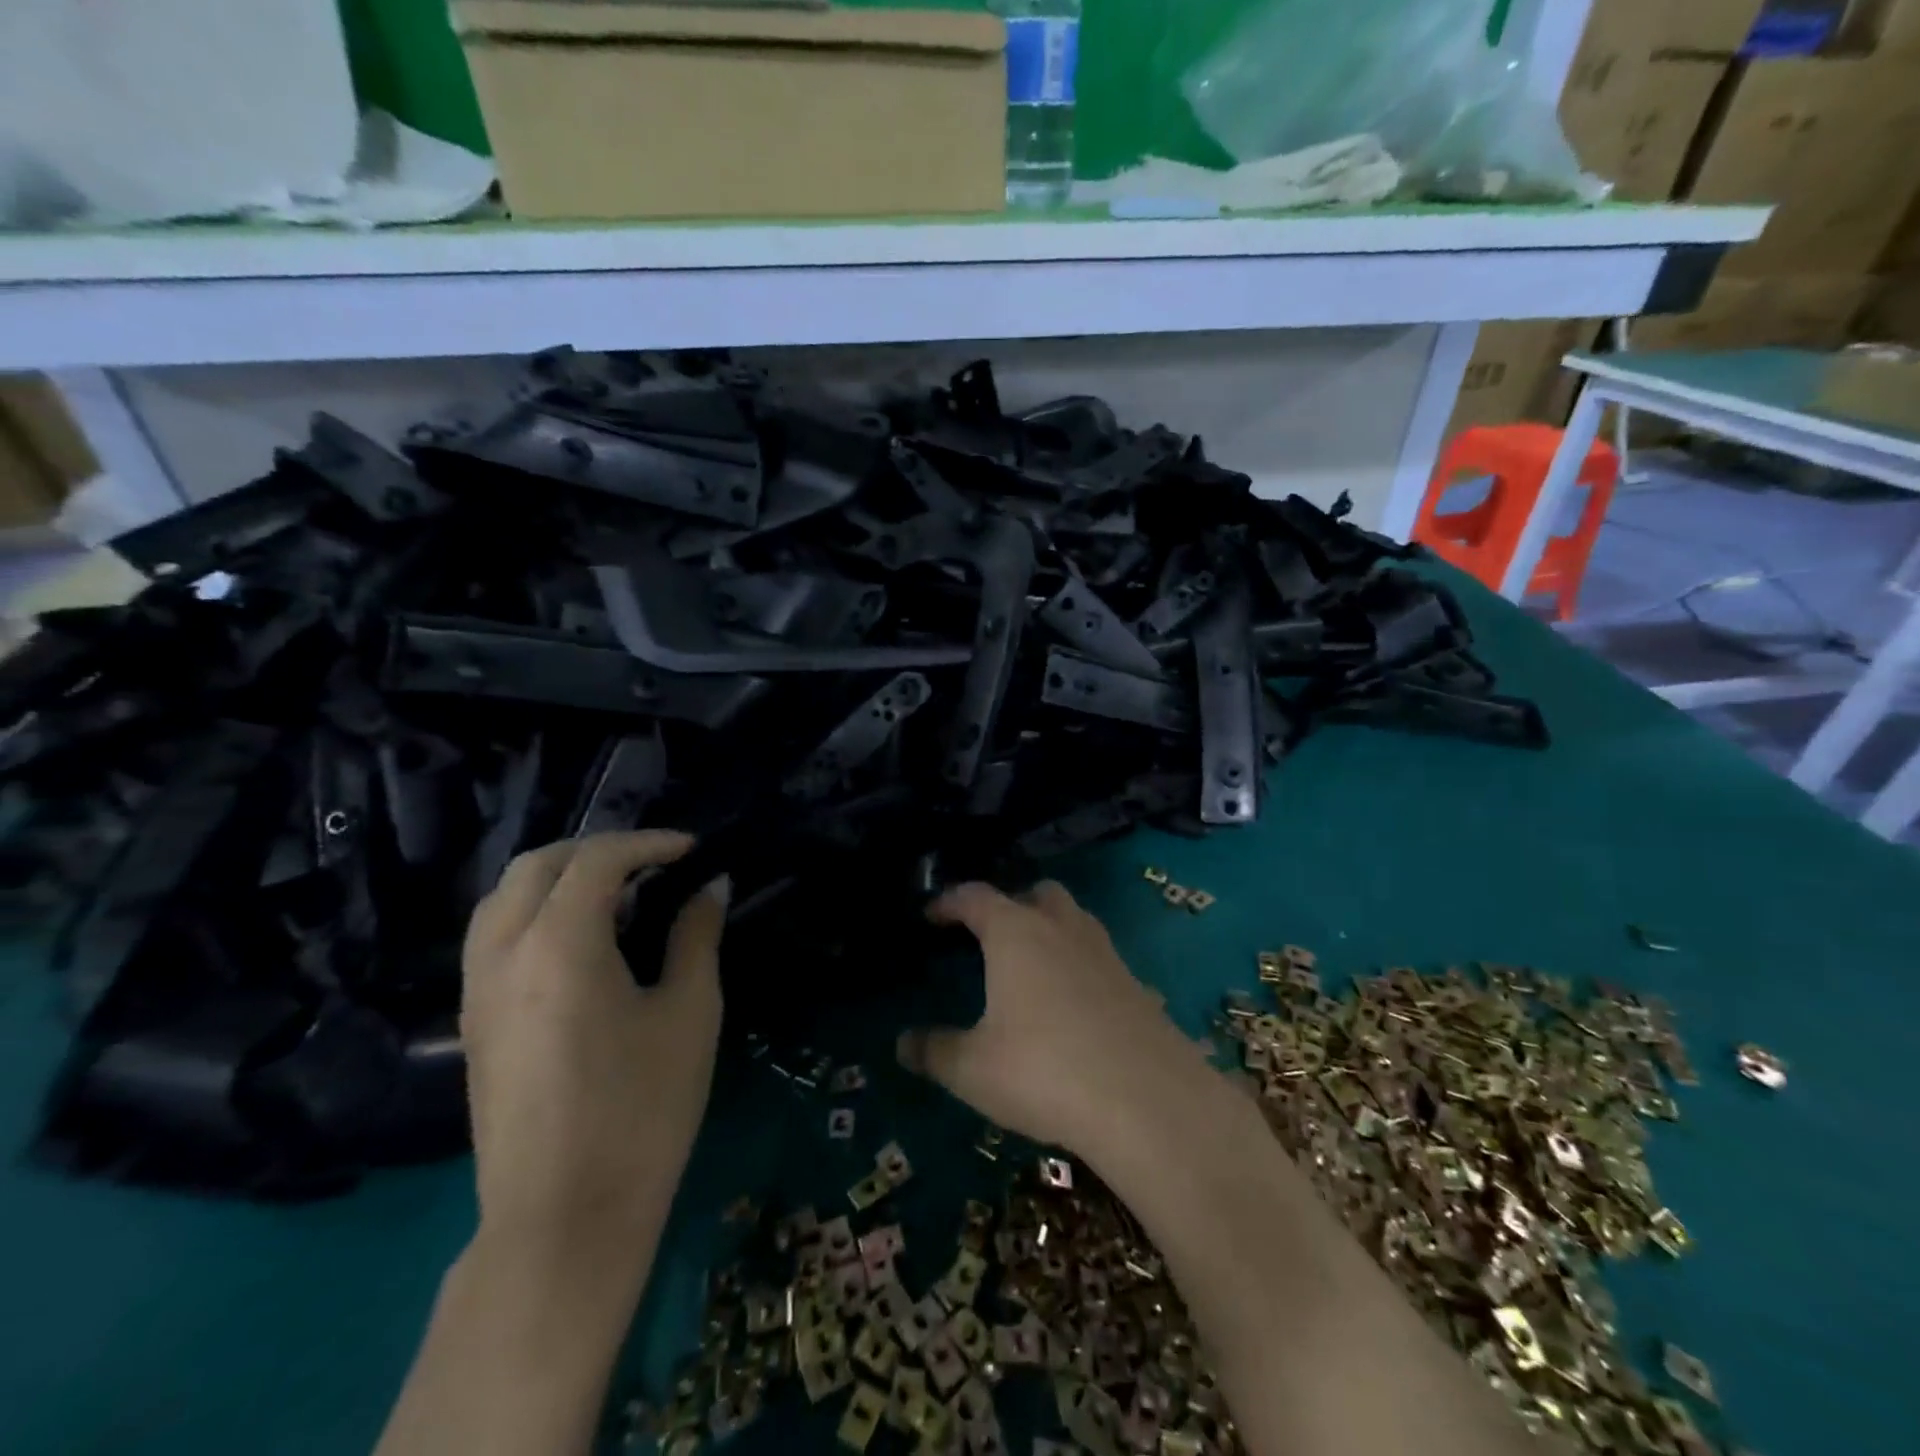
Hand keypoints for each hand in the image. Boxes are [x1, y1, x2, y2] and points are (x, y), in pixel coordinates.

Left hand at [460, 831, 727, 1256]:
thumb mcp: (690, 1012)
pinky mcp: (472, 1023)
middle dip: (596, 849)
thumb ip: (697, 936)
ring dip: (558, 877)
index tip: (692, 850)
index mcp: (559, 943)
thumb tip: (712, 886)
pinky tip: (580, 942)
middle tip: (652, 862)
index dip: (648, 843)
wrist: (564, 1218)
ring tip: (615, 894)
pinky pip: (493, 937)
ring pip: (502, 898)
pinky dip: (534, 912)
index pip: (597, 860)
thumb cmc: (642, 1108)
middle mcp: (504, 953)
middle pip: (536, 865)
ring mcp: (476, 990)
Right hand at [896, 881, 1208, 1157]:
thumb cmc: (1044, 1071)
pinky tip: (1071, 1005)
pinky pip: (1098, 956)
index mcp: (1015, 932)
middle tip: (989, 936)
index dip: (949, 902)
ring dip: (1049, 928)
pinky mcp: (1135, 982)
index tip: (931, 915)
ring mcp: (1105, 952)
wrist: (1147, 1100)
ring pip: (1073, 918)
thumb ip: (934, 1051)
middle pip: (1035, 893)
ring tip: (1030, 966)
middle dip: (1010, 905)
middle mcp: (1061, 928)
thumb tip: (902, 1043)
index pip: (975, 896)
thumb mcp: (973, 1069)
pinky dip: (1078, 964)